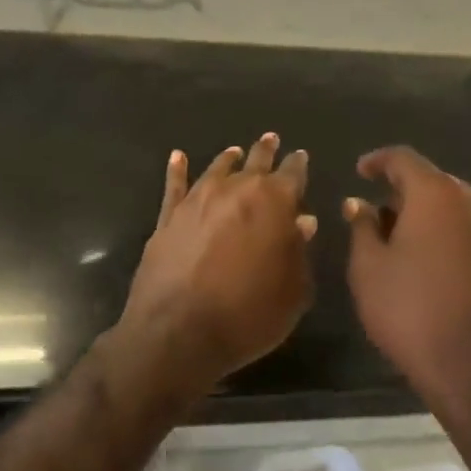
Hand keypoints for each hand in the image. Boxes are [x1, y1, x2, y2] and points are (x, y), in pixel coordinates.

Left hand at [121, 133, 316, 391]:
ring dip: (229, 159)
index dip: (298, 164)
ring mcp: (198, 200)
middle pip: (255, 162)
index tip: (300, 156)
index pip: (292, 173)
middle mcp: (236, 190)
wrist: (179, 331)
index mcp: (274, 202)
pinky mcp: (168, 216)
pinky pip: (174, 186)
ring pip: (218, 169)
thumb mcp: (293, 291)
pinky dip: (177, 170)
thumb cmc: (248, 315)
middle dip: (266, 151)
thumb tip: (302, 222)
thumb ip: (299, 252)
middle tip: (271, 139)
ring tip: (236, 152)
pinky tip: (178, 157)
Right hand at [344, 146, 470, 422]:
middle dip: (404, 196)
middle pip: (433, 183)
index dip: (377, 161)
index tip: (360, 172)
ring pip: (459, 208)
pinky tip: (440, 268)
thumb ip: (362, 227)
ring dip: (433, 218)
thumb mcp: (369, 270)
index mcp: (438, 193)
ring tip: (409, 248)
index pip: (403, 159)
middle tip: (379, 221)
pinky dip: (456, 238)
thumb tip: (359, 203)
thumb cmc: (415, 316)